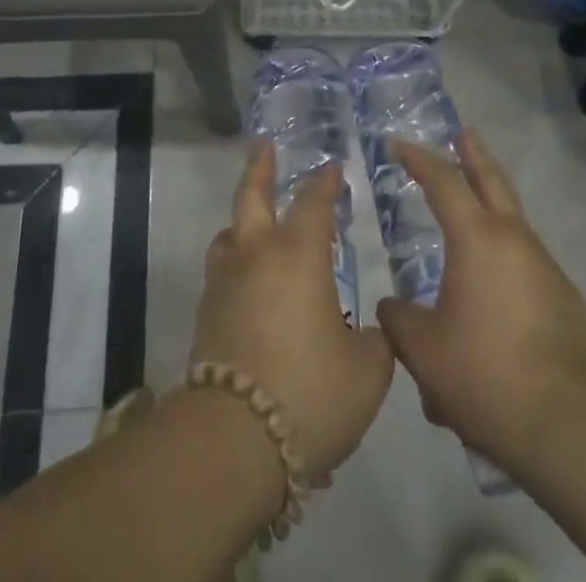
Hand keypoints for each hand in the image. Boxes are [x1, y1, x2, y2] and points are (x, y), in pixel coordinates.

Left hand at [191, 142, 394, 474]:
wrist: (235, 438)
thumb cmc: (310, 393)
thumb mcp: (367, 373)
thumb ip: (377, 344)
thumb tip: (373, 332)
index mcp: (299, 255)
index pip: (314, 203)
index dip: (326, 183)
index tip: (334, 169)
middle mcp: (257, 255)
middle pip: (252, 196)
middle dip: (260, 168)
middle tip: (264, 146)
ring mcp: (226, 282)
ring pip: (230, 234)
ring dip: (242, 221)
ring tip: (253, 222)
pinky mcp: (207, 313)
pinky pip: (222, 272)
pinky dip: (236, 264)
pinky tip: (249, 283)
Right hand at [375, 128, 585, 472]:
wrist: (566, 426)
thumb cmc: (484, 375)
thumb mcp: (423, 351)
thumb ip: (400, 321)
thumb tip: (393, 308)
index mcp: (477, 239)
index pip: (443, 181)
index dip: (419, 158)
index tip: (397, 144)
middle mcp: (515, 241)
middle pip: (493, 182)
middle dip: (474, 154)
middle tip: (464, 132)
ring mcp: (547, 269)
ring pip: (514, 223)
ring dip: (492, 208)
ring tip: (470, 219)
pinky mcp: (566, 302)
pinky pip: (527, 266)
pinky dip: (506, 259)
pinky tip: (494, 292)